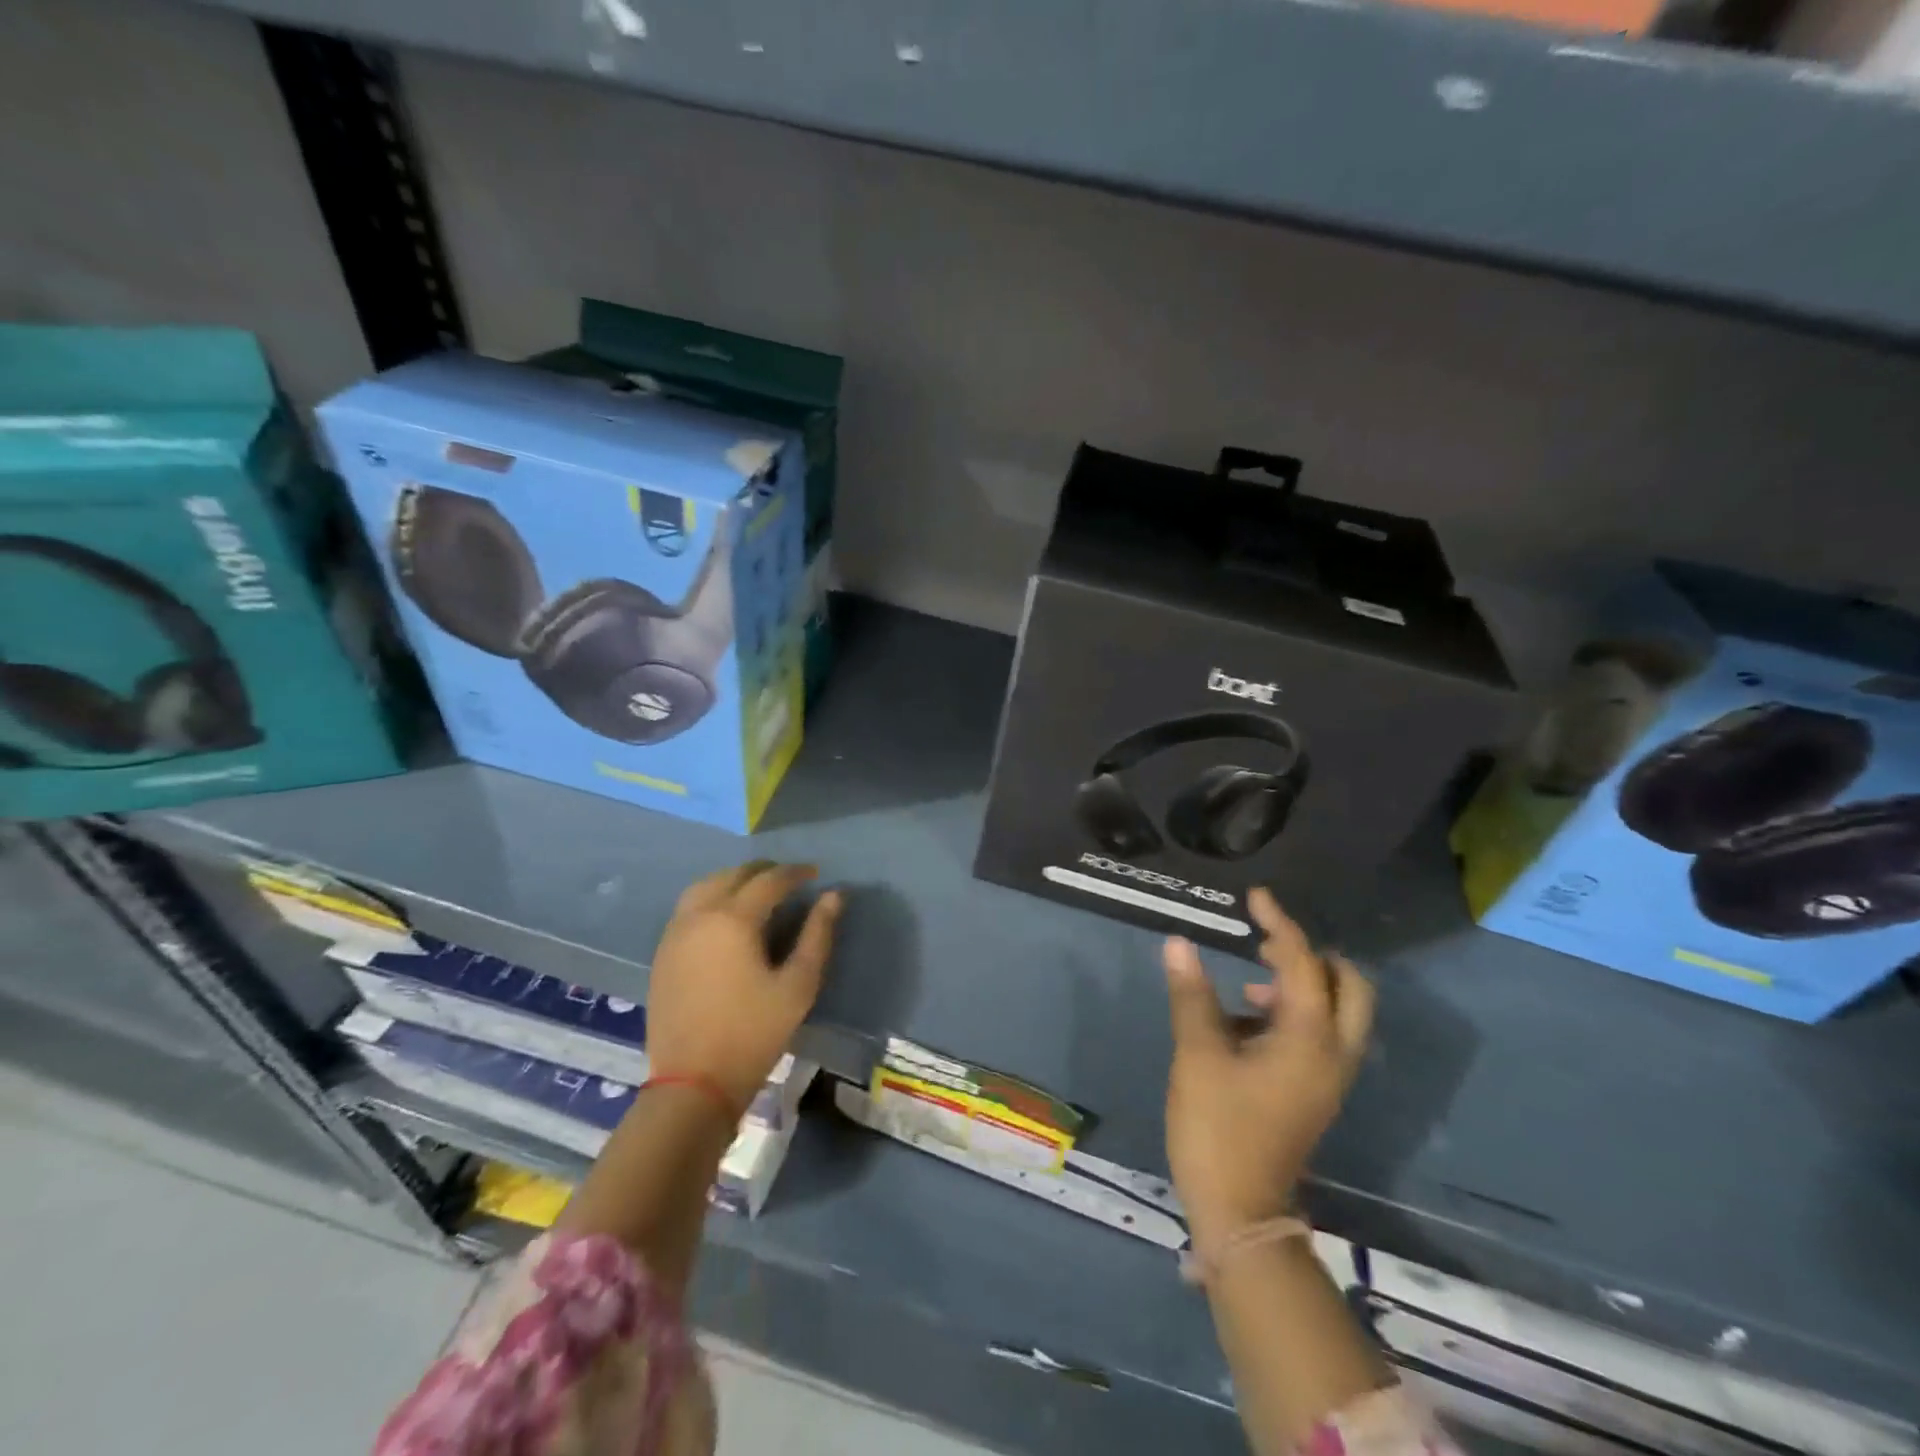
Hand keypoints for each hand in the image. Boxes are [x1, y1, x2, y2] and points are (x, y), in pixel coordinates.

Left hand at [646, 861, 841, 1111]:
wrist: (693, 1083)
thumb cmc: (754, 1032)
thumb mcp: (798, 985)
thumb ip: (818, 935)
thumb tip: (833, 896)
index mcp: (733, 919)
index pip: (769, 880)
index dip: (795, 872)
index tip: (815, 873)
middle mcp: (699, 915)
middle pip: (733, 875)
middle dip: (764, 871)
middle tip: (790, 879)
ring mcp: (675, 933)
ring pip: (705, 886)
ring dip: (734, 880)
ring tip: (758, 891)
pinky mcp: (663, 953)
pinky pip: (688, 908)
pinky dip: (712, 897)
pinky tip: (727, 916)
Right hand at [1163, 889, 1373, 1246]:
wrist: (1241, 1210)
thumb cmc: (1218, 1128)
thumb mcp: (1197, 1054)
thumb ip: (1192, 994)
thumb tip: (1179, 943)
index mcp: (1310, 1039)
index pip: (1303, 963)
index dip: (1280, 924)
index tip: (1255, 897)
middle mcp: (1333, 1053)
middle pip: (1349, 986)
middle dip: (1312, 955)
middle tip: (1266, 944)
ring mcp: (1329, 1076)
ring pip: (1337, 1011)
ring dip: (1302, 983)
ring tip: (1249, 979)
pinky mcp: (1315, 1091)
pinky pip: (1320, 1034)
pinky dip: (1293, 1012)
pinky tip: (1244, 1018)